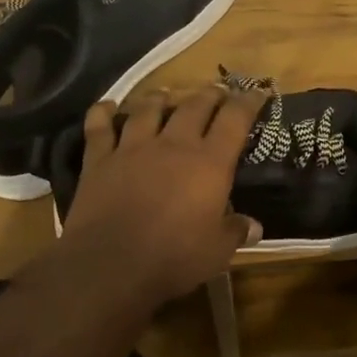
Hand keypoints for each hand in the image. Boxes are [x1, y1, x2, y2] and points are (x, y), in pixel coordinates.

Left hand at [59, 83, 269, 301]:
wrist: (109, 266)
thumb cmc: (173, 258)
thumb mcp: (217, 251)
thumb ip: (236, 232)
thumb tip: (255, 227)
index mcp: (210, 163)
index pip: (235, 119)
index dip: (248, 101)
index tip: (257, 92)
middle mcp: (174, 144)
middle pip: (195, 105)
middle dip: (210, 94)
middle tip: (217, 90)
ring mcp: (133, 148)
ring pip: (148, 108)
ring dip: (160, 97)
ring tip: (167, 93)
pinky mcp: (100, 160)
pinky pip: (100, 127)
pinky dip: (102, 113)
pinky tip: (107, 106)